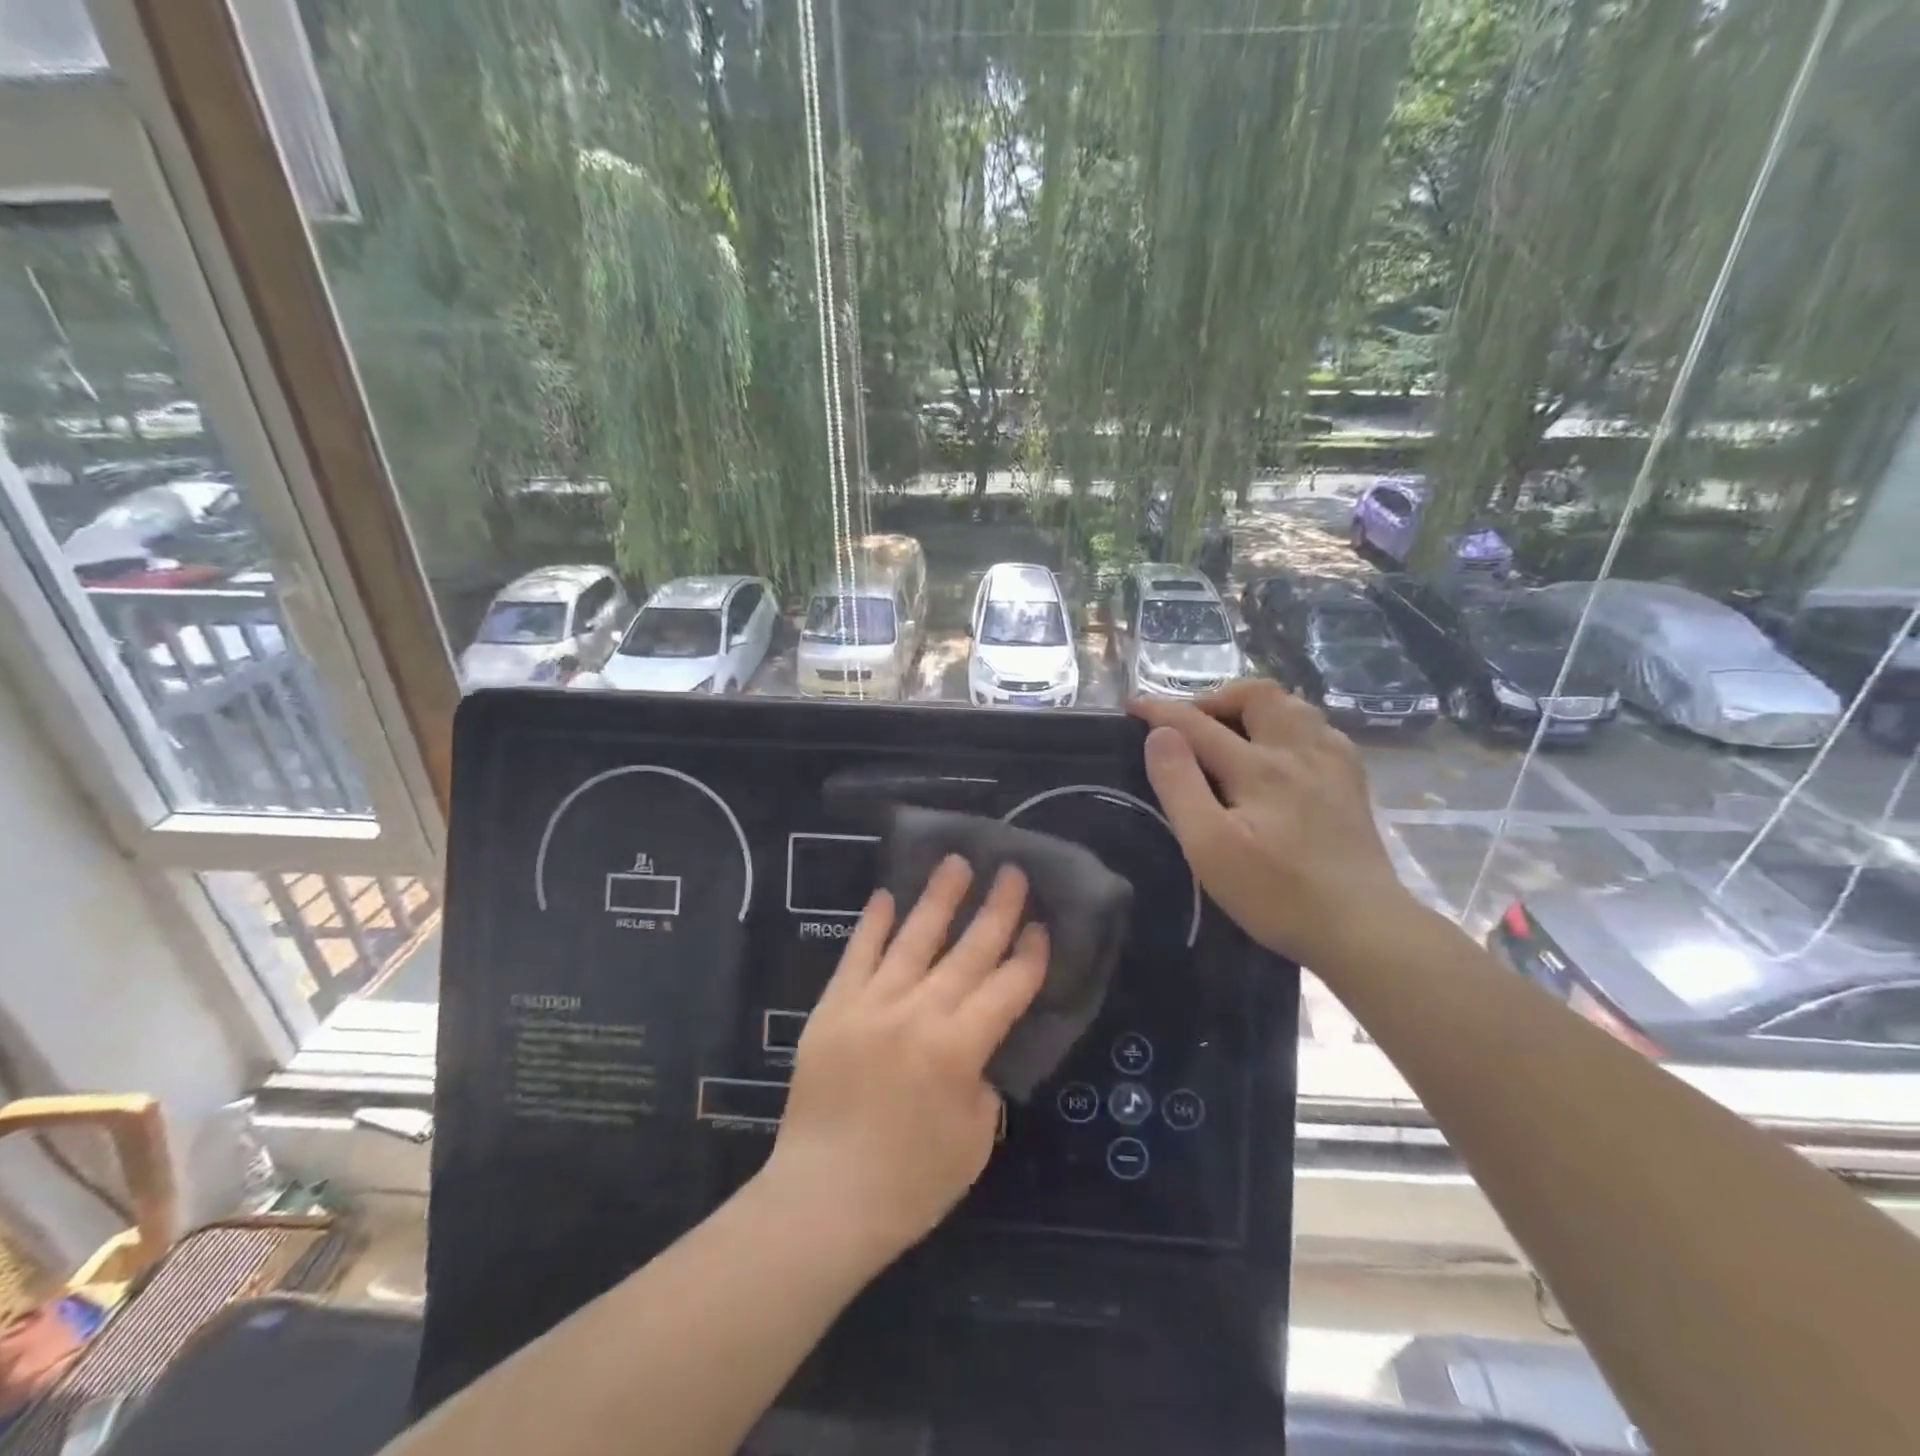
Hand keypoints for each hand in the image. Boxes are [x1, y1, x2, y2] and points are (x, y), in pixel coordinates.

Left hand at [762, 856, 1047, 1265]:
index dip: (1029, 956)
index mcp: (959, 1049)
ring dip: (939, 898)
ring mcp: (871, 1004)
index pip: (1007, 988)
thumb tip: (976, 1048)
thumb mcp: (974, 1142)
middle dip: (996, 910)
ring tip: (956, 862)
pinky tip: (887, 896)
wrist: (822, 1200)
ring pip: (913, 938)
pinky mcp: (833, 1007)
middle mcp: (918, 1013)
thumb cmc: (909, 1184)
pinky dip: (874, 924)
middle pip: (968, 951)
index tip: (1041, 927)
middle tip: (1012, 873)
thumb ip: (983, 1082)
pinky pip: (857, 955)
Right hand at [1132, 679, 1408, 968]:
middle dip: (1216, 698)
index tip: (1132, 706)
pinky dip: (1291, 727)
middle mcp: (1297, 751)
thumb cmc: (1275, 893)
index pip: (1197, 723)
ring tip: (1234, 732)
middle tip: (1191, 724)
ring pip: (1294, 706)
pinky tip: (1284, 753)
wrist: (1361, 928)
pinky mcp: (1352, 783)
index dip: (1160, 711)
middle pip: (1257, 695)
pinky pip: (1320, 730)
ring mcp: (1332, 764)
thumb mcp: (1208, 846)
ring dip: (1256, 708)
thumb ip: (1180, 785)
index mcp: (1257, 767)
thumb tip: (1159, 735)